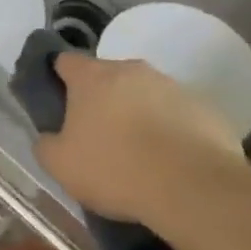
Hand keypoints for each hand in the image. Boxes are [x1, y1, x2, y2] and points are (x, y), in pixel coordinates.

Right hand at [35, 53, 243, 220]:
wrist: (194, 189)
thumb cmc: (116, 169)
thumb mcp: (61, 166)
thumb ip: (46, 144)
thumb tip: (49, 137)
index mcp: (92, 77)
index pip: (65, 60)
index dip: (59, 78)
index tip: (59, 103)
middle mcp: (131, 70)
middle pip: (107, 76)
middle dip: (101, 98)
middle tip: (99, 134)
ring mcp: (171, 85)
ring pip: (144, 93)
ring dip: (138, 112)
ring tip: (140, 152)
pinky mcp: (204, 107)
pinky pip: (177, 113)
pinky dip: (170, 129)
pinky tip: (171, 161)